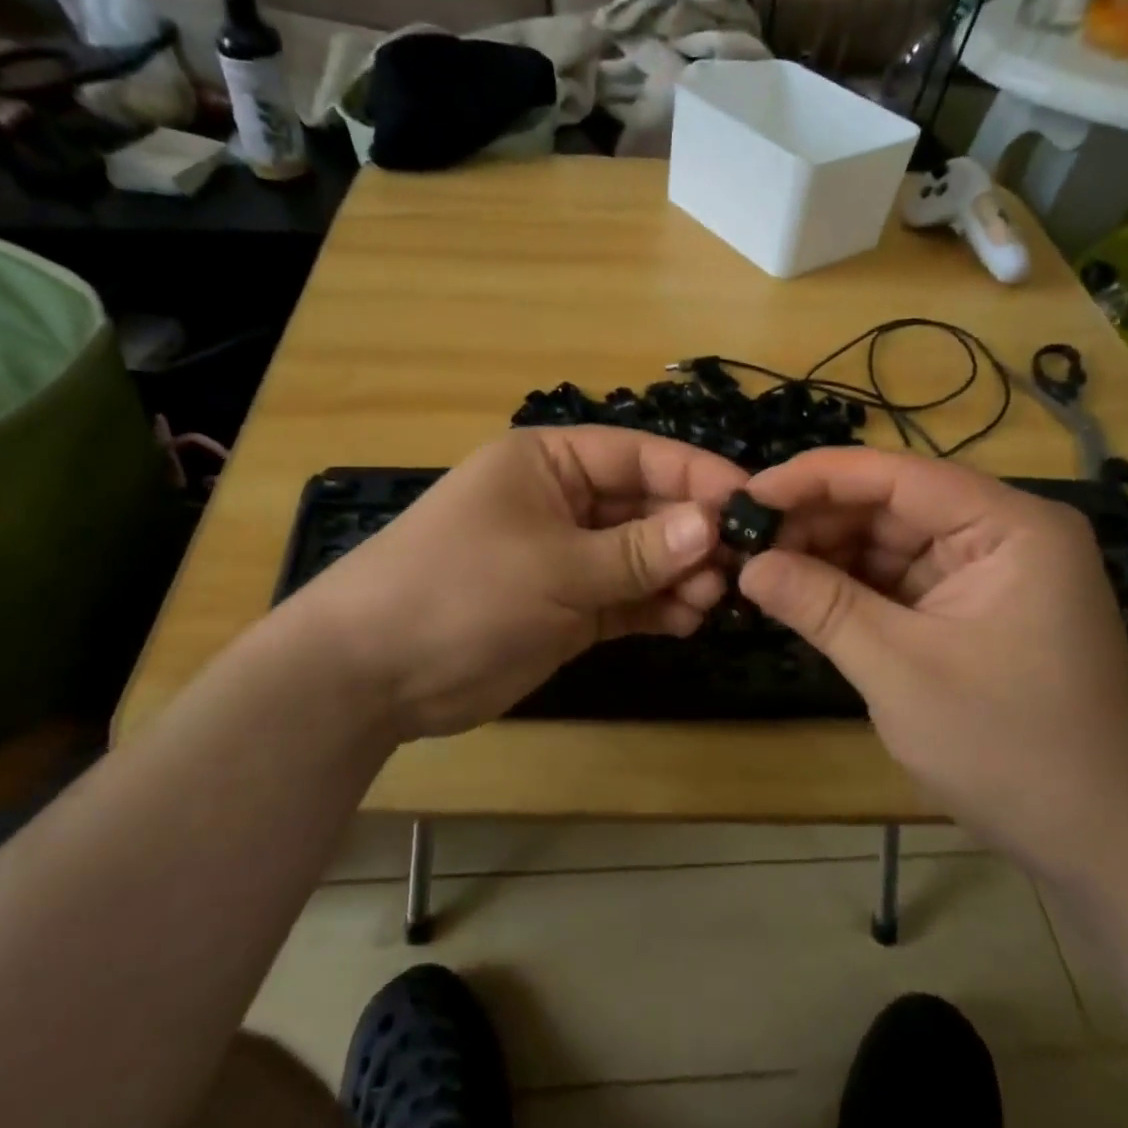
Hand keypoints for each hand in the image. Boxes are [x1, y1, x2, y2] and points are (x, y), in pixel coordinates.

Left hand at [278, 427, 747, 740]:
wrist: (375, 672)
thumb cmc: (462, 590)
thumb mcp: (555, 565)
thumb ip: (637, 550)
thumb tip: (712, 525)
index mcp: (549, 463)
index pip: (638, 455)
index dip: (696, 474)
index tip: (752, 502)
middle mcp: (561, 501)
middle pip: (644, 506)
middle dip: (691, 533)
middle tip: (741, 565)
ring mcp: (564, 557)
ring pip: (640, 555)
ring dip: (679, 574)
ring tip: (715, 599)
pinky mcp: (565, 607)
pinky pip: (624, 597)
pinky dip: (656, 607)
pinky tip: (688, 621)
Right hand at [738, 448, 1127, 873]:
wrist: (1101, 842)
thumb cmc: (1010, 748)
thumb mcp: (900, 670)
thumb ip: (821, 606)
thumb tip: (747, 565)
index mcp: (1009, 526)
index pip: (897, 476)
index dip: (816, 478)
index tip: (748, 494)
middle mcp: (1002, 532)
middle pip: (891, 504)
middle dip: (817, 521)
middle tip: (745, 541)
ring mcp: (987, 570)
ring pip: (889, 540)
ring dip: (826, 553)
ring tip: (762, 568)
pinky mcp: (971, 606)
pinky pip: (898, 578)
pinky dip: (850, 585)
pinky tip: (801, 592)